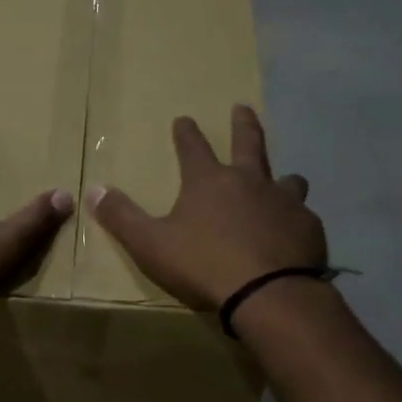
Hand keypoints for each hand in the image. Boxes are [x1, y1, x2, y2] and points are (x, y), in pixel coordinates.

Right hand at [91, 105, 324, 310]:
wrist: (268, 293)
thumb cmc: (203, 265)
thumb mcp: (150, 244)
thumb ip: (122, 217)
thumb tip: (92, 189)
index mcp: (209, 182)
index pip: (192, 147)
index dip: (186, 133)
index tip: (184, 118)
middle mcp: (250, 182)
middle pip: (249, 143)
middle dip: (243, 124)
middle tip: (242, 107)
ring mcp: (285, 202)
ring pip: (287, 179)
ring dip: (282, 177)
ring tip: (284, 180)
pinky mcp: (308, 228)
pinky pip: (303, 215)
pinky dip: (295, 219)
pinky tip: (294, 232)